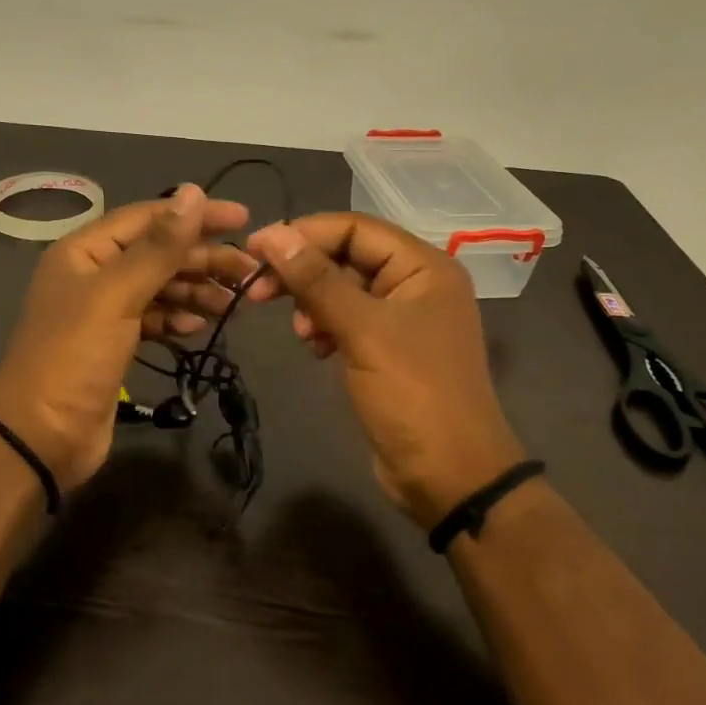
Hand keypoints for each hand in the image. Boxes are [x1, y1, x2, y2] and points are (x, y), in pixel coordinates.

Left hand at [0, 185, 258, 491]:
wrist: (41, 437)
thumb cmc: (74, 357)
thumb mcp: (117, 295)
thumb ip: (159, 247)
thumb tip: (193, 192)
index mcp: (85, 251)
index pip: (148, 218)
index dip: (195, 215)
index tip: (243, 218)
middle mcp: (93, 274)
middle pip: (158, 253)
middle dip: (203, 259)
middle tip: (249, 271)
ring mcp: (104, 311)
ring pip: (160, 286)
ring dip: (196, 290)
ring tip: (233, 304)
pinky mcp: (115, 344)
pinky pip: (154, 318)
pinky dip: (177, 319)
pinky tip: (198, 328)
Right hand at [247, 213, 526, 527]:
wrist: (450, 477)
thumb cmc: (413, 394)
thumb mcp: (362, 331)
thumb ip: (317, 280)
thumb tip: (272, 235)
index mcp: (424, 267)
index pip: (355, 228)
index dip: (303, 233)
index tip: (255, 250)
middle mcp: (416, 283)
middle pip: (347, 256)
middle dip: (303, 271)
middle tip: (257, 290)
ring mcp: (403, 318)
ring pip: (343, 289)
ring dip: (312, 303)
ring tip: (300, 333)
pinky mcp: (388, 349)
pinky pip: (348, 320)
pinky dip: (325, 327)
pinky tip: (315, 348)